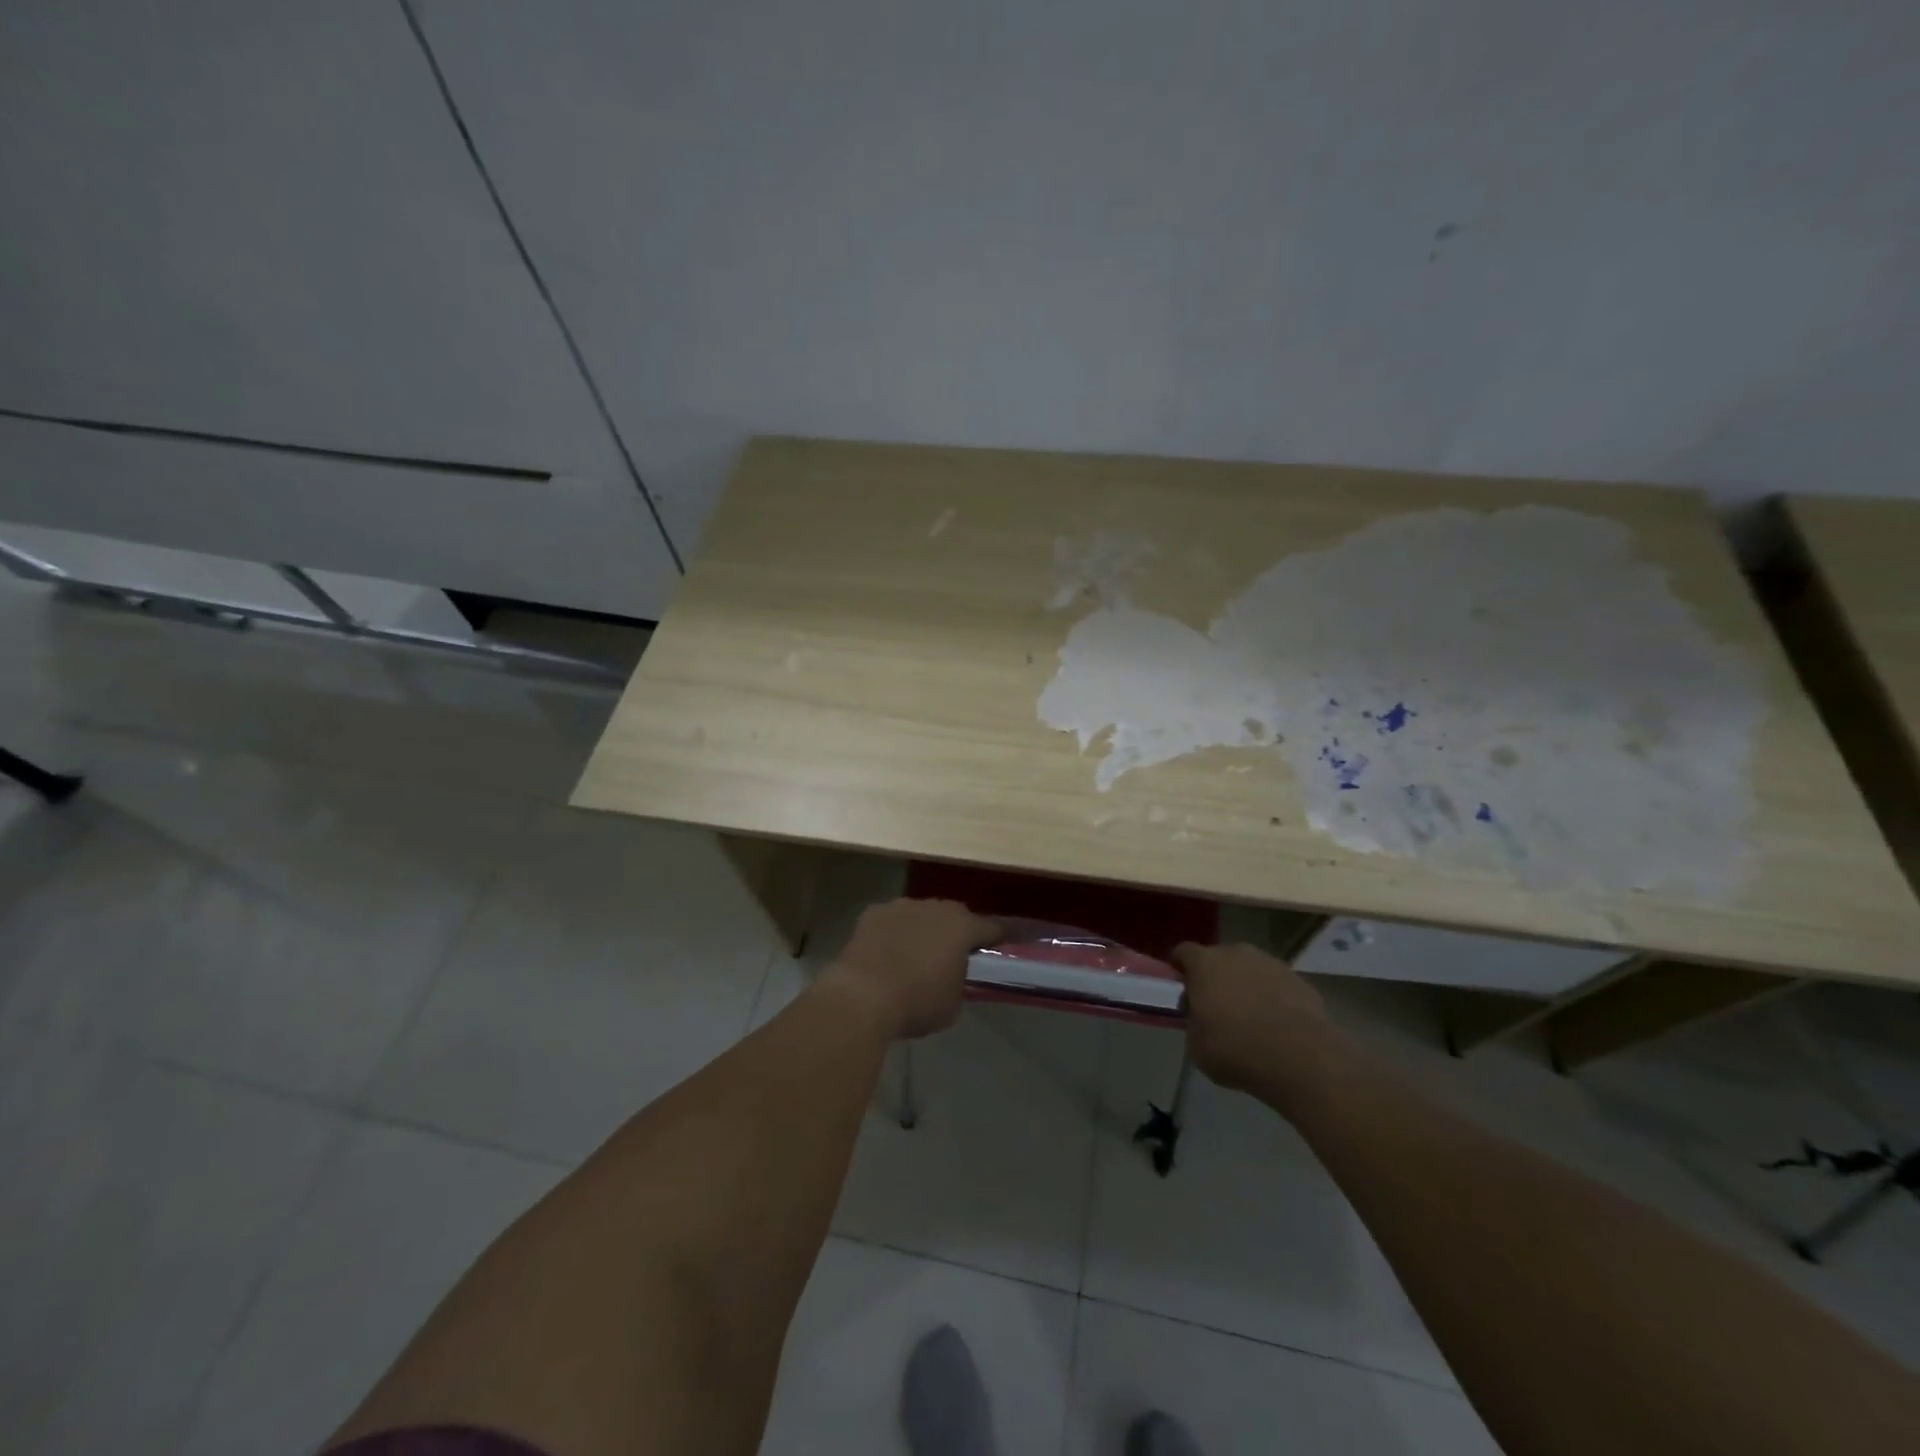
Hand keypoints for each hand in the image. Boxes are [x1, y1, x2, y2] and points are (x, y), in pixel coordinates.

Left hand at [822, 899, 1002, 1039]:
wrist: (862, 995)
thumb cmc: (916, 1002)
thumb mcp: (952, 1003)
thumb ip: (960, 981)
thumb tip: (953, 974)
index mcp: (962, 927)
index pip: (991, 927)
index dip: (998, 937)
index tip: (1001, 946)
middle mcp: (936, 908)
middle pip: (954, 915)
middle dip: (956, 930)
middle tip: (952, 953)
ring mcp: (902, 906)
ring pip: (921, 913)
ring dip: (923, 928)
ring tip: (915, 953)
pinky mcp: (874, 912)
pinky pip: (892, 919)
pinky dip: (894, 931)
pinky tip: (886, 952)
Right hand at [1173, 942, 1344, 1106]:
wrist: (1301, 1058)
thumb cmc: (1236, 1049)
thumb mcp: (1197, 1045)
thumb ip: (1194, 1023)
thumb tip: (1200, 1019)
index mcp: (1204, 964)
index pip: (1183, 952)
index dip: (1179, 968)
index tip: (1180, 987)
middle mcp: (1236, 953)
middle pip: (1219, 958)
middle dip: (1215, 976)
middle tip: (1215, 1006)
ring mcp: (1271, 963)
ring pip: (1250, 969)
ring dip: (1246, 985)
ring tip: (1250, 1017)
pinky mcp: (1299, 980)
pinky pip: (1276, 985)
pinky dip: (1273, 998)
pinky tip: (1277, 1025)